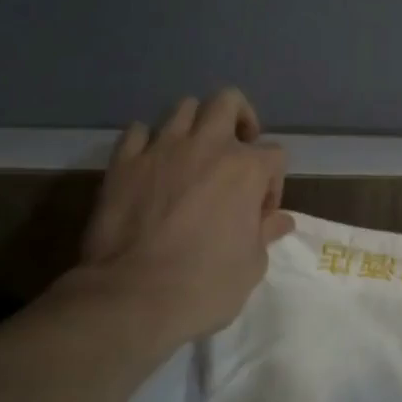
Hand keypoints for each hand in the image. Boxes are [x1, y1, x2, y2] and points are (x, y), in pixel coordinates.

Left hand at [70, 89, 295, 345]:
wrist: (132, 298)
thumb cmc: (205, 285)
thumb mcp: (252, 265)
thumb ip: (265, 233)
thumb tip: (278, 220)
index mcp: (247, 168)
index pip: (275, 155)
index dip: (272, 183)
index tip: (260, 214)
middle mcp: (207, 146)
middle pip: (228, 102)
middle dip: (239, 119)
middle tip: (237, 149)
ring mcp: (161, 149)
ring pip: (183, 108)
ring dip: (195, 126)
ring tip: (193, 155)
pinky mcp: (123, 163)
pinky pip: (137, 132)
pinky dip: (148, 143)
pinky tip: (151, 165)